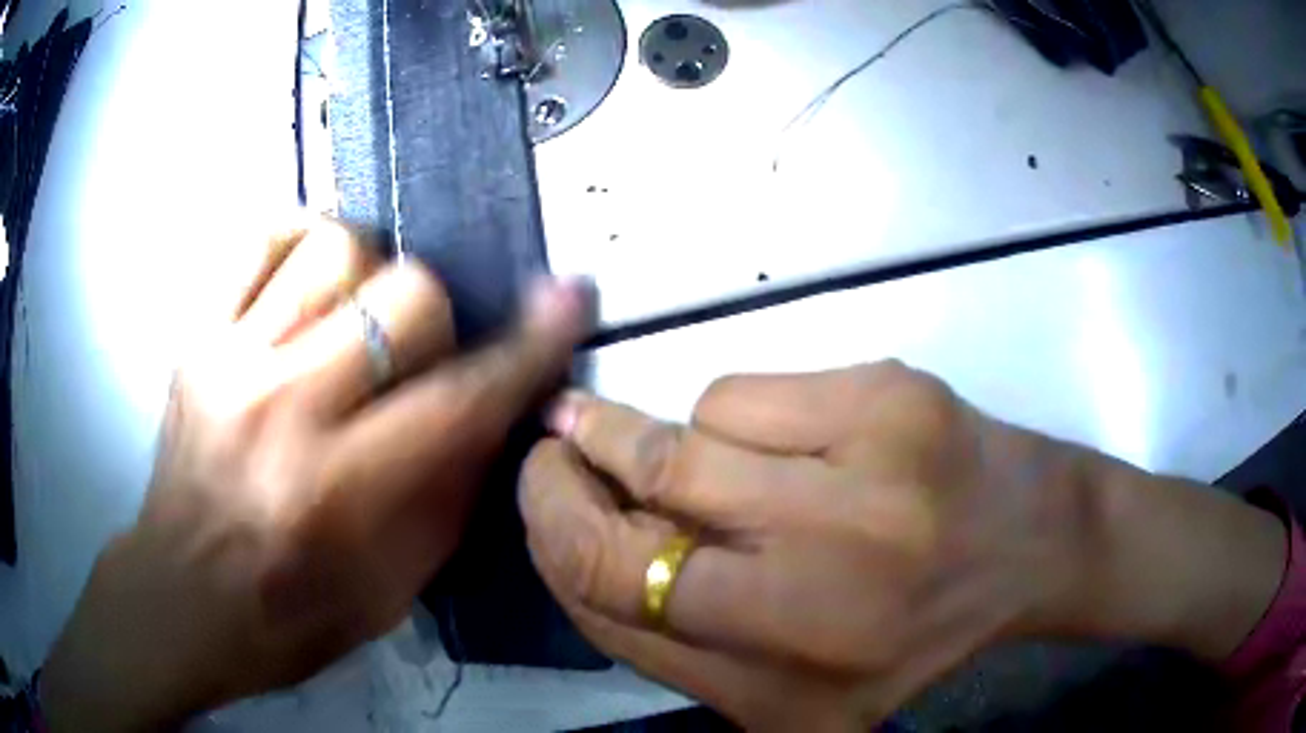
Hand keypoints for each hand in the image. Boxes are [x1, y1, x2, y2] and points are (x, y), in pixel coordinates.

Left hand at [42, 218, 587, 731]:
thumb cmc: (292, 614)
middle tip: (416, 357)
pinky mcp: (195, 336)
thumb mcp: (395, 589)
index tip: (569, 296)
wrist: (183, 596)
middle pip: (406, 295)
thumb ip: (449, 492)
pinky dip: (302, 242)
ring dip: (370, 276)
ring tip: (354, 319)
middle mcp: (283, 409)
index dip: (527, 346)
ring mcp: (229, 359)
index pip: (460, 399)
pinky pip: (262, 237)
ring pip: (338, 246)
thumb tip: (497, 404)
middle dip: (437, 320)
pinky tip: (308, 284)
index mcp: (339, 492)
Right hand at [520, 362, 1286, 730]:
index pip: (608, 605)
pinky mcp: (889, 403)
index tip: (541, 492)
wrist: (1032, 545)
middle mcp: (814, 607)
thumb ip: (682, 644)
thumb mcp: (794, 686)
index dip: (552, 538)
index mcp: (781, 692)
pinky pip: (744, 394)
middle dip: (561, 477)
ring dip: (648, 437)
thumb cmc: (912, 625)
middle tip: (554, 442)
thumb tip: (579, 546)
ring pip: (680, 443)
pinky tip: (788, 435)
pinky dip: (733, 413)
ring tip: (679, 444)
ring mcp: (861, 495)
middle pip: (624, 529)